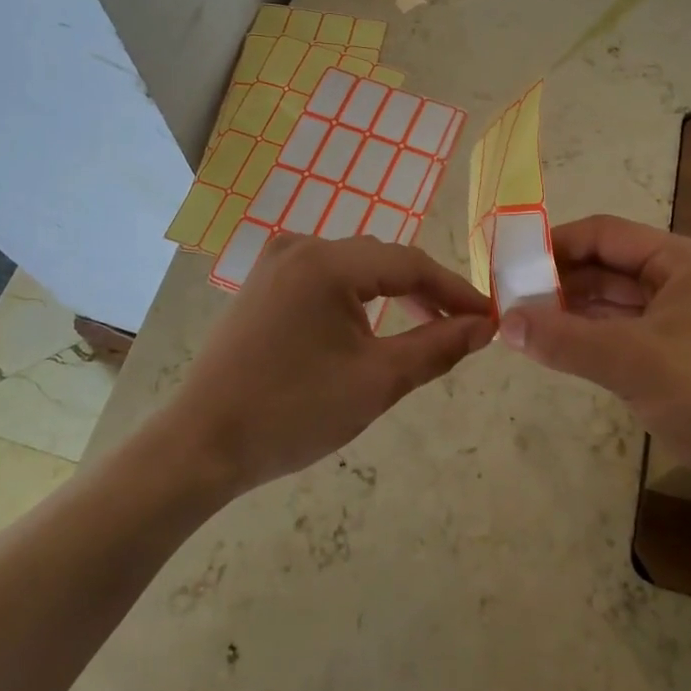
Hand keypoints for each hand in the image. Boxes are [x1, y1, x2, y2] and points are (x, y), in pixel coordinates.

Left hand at [164, 235, 493, 495]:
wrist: (202, 444)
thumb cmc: (293, 413)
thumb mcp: (376, 382)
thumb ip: (436, 347)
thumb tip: (483, 327)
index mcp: (326, 263)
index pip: (409, 263)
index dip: (454, 289)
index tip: (488, 316)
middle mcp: (300, 247)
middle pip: (380, 259)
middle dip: (424, 289)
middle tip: (460, 325)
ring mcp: (276, 262)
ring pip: (353, 266)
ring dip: (391, 291)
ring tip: (423, 324)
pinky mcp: (262, 283)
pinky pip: (324, 276)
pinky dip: (356, 295)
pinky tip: (370, 323)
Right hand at [498, 215, 690, 524]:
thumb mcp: (634, 364)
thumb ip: (565, 339)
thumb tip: (503, 322)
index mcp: (686, 261)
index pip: (606, 234)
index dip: (555, 244)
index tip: (510, 263)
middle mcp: (688, 280)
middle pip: (610, 266)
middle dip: (561, 279)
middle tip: (510, 298)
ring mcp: (688, 319)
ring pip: (617, 301)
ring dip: (573, 309)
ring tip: (524, 322)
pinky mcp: (685, 356)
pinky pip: (628, 332)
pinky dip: (593, 336)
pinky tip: (560, 348)